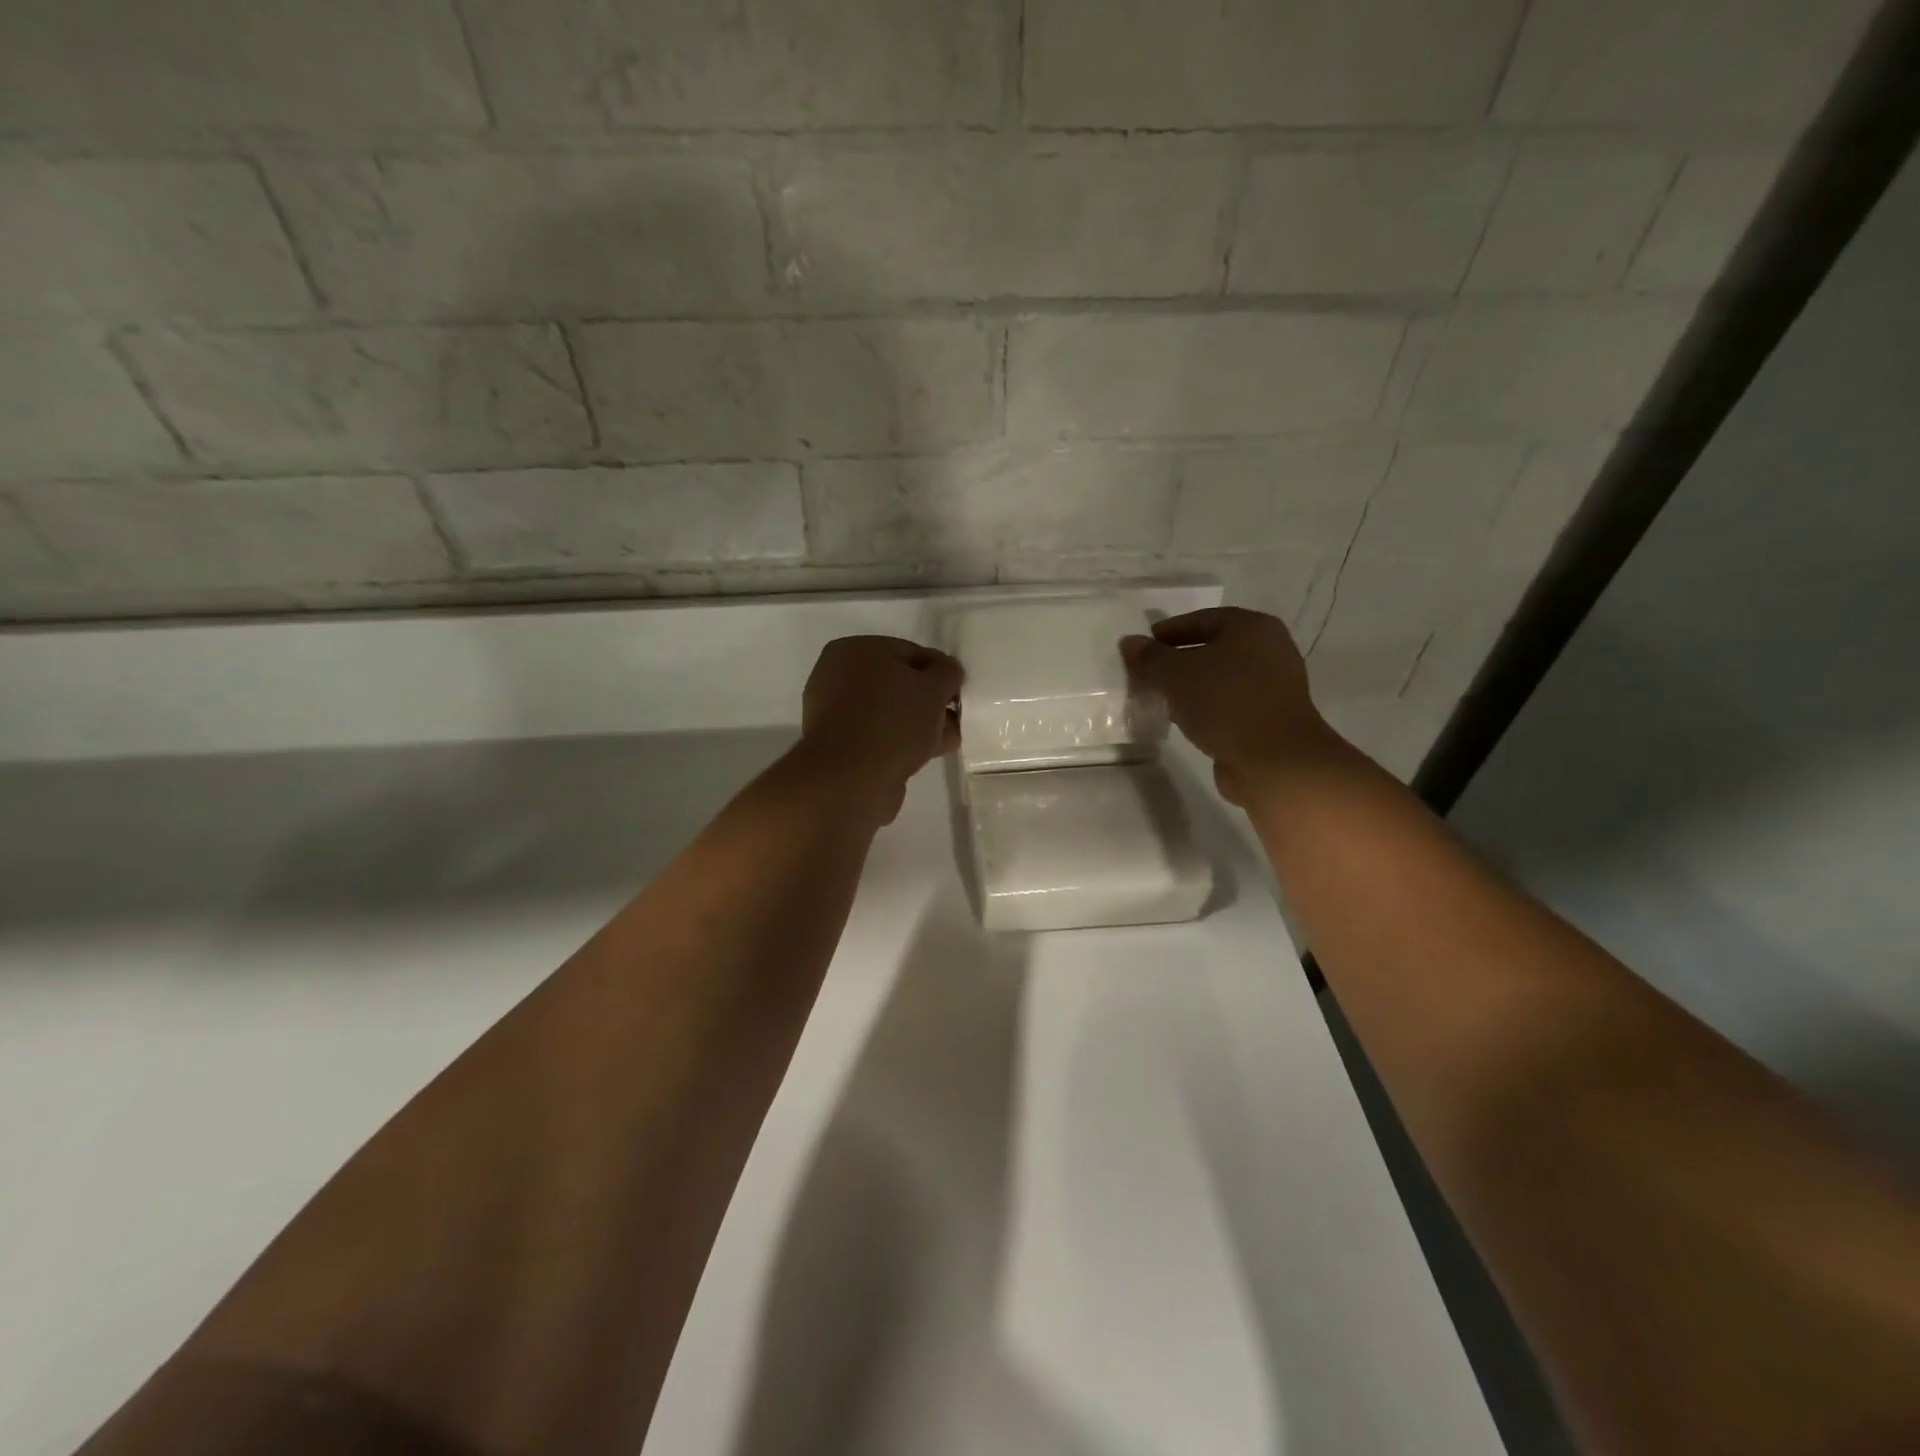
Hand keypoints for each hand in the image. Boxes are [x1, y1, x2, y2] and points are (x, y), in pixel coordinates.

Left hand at [796, 635, 962, 824]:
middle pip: (898, 684)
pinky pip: (879, 735)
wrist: (850, 779)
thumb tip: (946, 672)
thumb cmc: (892, 721)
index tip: (958, 694)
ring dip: (920, 724)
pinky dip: (902, 742)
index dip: (940, 672)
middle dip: (930, 702)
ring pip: (890, 712)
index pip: (910, 652)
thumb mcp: (933, 687)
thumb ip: (947, 672)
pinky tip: (927, 754)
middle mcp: (837, 676)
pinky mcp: (839, 746)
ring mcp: (835, 714)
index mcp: (853, 650)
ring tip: (948, 740)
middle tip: (954, 719)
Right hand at [1121, 607, 1332, 805]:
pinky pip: (1229, 703)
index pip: (1202, 619)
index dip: (1169, 631)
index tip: (1142, 648)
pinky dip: (1206, 707)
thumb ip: (1150, 657)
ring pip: (1221, 678)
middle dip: (1178, 661)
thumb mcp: (1176, 674)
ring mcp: (1273, 686)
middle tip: (1147, 675)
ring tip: (1160, 699)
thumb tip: (1129, 643)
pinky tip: (1184, 720)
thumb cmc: (1225, 702)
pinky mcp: (1269, 717)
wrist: (1274, 760)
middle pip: (1213, 649)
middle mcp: (1269, 650)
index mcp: (1252, 627)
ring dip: (1191, 687)